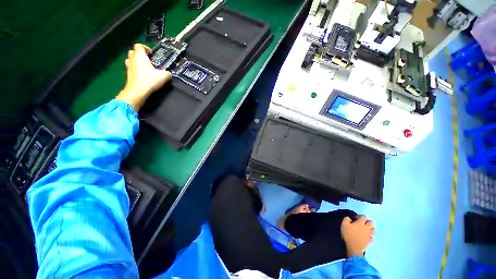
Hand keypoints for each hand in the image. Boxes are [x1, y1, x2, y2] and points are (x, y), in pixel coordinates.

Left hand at [116, 43, 171, 110]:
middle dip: (140, 54)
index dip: (145, 48)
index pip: (139, 46)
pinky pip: (131, 68)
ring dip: (136, 61)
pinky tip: (143, 75)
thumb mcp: (163, 76)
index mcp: (140, 55)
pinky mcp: (128, 74)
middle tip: (148, 60)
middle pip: (133, 51)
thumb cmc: (149, 80)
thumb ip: (167, 73)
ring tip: (145, 67)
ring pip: (130, 60)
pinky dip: (136, 69)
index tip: (151, 53)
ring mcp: (129, 67)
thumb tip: (168, 73)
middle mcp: (132, 59)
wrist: (138, 91)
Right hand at [341, 215, 374, 256]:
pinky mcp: (369, 242)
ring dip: (370, 229)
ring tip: (364, 230)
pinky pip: (371, 238)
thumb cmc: (348, 234)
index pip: (364, 217)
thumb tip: (349, 218)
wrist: (353, 248)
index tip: (355, 218)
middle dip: (367, 222)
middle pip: (371, 223)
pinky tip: (365, 237)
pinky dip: (369, 236)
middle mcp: (366, 228)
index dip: (360, 216)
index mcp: (361, 223)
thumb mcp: (344, 224)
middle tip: (362, 223)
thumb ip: (346, 219)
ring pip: (373, 230)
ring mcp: (369, 235)